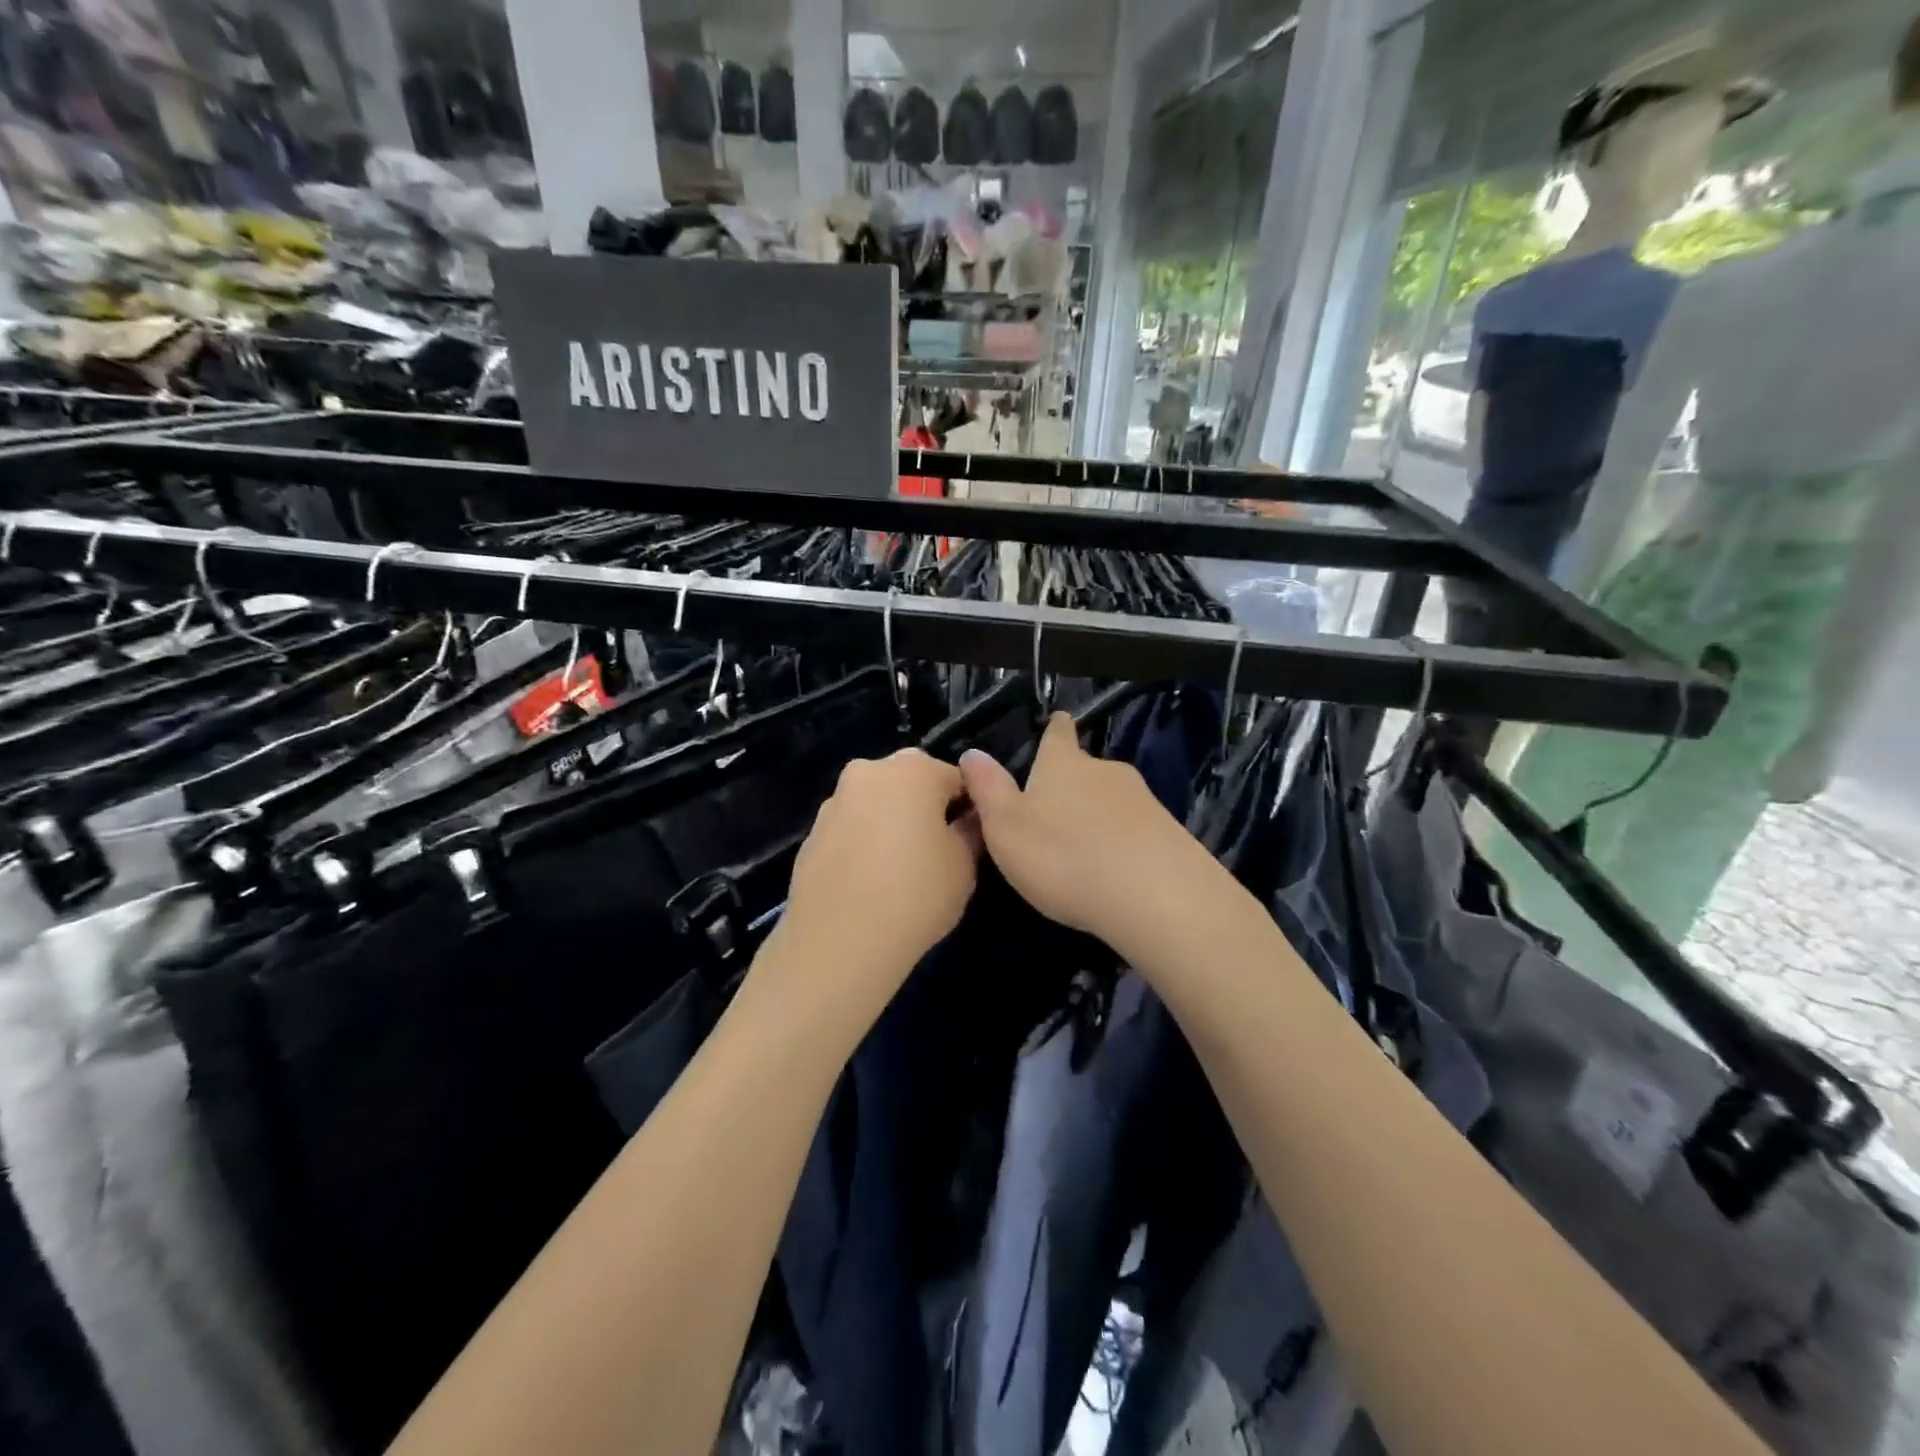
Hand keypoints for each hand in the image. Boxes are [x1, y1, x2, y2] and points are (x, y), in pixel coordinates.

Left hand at [768, 749, 980, 1019]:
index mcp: (913, 770)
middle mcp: (869, 772)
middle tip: (937, 848)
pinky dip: (864, 841)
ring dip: (892, 820)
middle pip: (911, 779)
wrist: (838, 943)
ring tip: (901, 868)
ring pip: (877, 801)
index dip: (969, 807)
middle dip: (926, 804)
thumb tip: (967, 818)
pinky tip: (870, 880)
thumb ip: (971, 830)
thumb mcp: (964, 865)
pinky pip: (852, 827)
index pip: (956, 777)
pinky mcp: (812, 832)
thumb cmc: (915, 896)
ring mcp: (835, 801)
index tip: (971, 838)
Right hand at [959, 713, 1235, 964]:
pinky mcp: (1169, 832)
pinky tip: (1116, 869)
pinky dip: (1122, 841)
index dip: (1054, 729)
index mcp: (1062, 764)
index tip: (1057, 721)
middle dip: (1070, 783)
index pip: (1058, 734)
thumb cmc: (1064, 857)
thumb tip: (972, 753)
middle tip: (1052, 811)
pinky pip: (1136, 829)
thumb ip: (988, 789)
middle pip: (1085, 768)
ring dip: (1097, 815)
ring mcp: (1142, 799)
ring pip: (1112, 799)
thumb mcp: (1006, 828)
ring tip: (1082, 847)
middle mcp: (1104, 770)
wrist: (1155, 895)